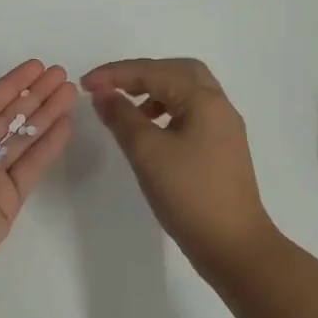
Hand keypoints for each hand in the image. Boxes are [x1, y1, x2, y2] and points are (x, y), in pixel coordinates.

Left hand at [0, 59, 76, 282]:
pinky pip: (32, 165)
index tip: (36, 66)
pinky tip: (66, 124)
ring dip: (47, 114)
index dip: (11, 83)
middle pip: (9, 116)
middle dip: (35, 94)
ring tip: (70, 92)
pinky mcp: (9, 199)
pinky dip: (49, 145)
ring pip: (24, 137)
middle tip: (61, 74)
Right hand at [82, 57, 275, 270]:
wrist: (234, 246)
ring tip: (127, 110)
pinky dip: (166, 111)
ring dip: (154, 91)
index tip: (84, 84)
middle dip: (141, 73)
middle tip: (111, 87)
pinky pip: (191, 113)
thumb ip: (121, 117)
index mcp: (204, 100)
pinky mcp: (221, 149)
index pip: (154, 71)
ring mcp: (223, 128)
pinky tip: (150, 132)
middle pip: (177, 71)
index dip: (115, 74)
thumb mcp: (147, 152)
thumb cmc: (189, 194)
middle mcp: (218, 106)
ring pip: (186, 92)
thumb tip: (103, 94)